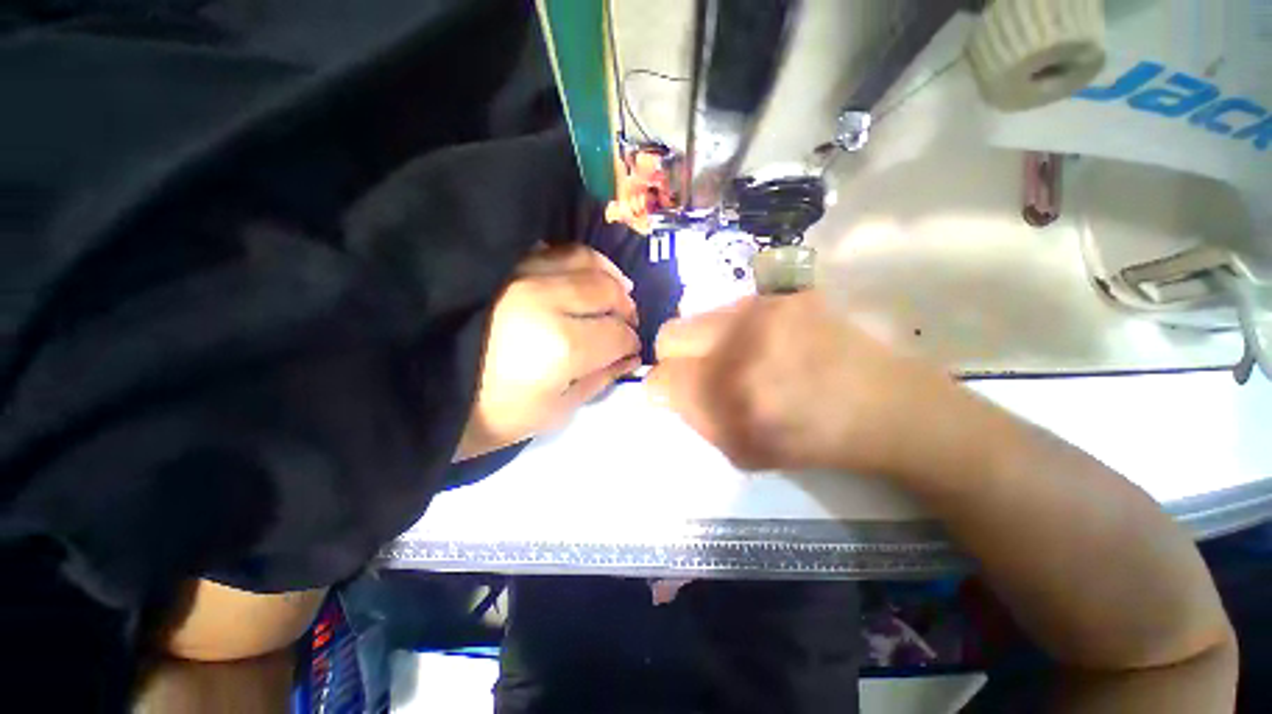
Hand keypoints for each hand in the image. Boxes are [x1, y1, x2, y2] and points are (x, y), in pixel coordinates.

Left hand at [456, 245, 640, 459]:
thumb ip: (597, 381)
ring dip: (609, 277)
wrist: (410, 390)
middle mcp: (546, 299)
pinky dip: (577, 260)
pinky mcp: (500, 264)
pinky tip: (583, 275)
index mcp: (561, 346)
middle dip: (625, 309)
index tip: (631, 350)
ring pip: (584, 260)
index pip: (617, 334)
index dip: (631, 343)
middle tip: (626, 323)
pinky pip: (551, 249)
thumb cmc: (485, 417)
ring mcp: (520, 273)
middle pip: (607, 291)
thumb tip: (628, 359)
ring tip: (615, 293)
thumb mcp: (550, 413)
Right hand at [648, 292, 961, 474]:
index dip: (660, 386)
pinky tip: (765, 342)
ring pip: (699, 316)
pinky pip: (734, 307)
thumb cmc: (812, 441)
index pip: (660, 377)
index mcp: (726, 396)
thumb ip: (696, 418)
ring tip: (738, 356)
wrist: (884, 406)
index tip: (675, 391)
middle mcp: (737, 345)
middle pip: (669, 334)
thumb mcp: (742, 451)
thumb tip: (670, 389)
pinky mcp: (787, 294)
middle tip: (699, 370)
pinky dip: (737, 327)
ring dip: (707, 340)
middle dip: (675, 356)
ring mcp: (764, 311)